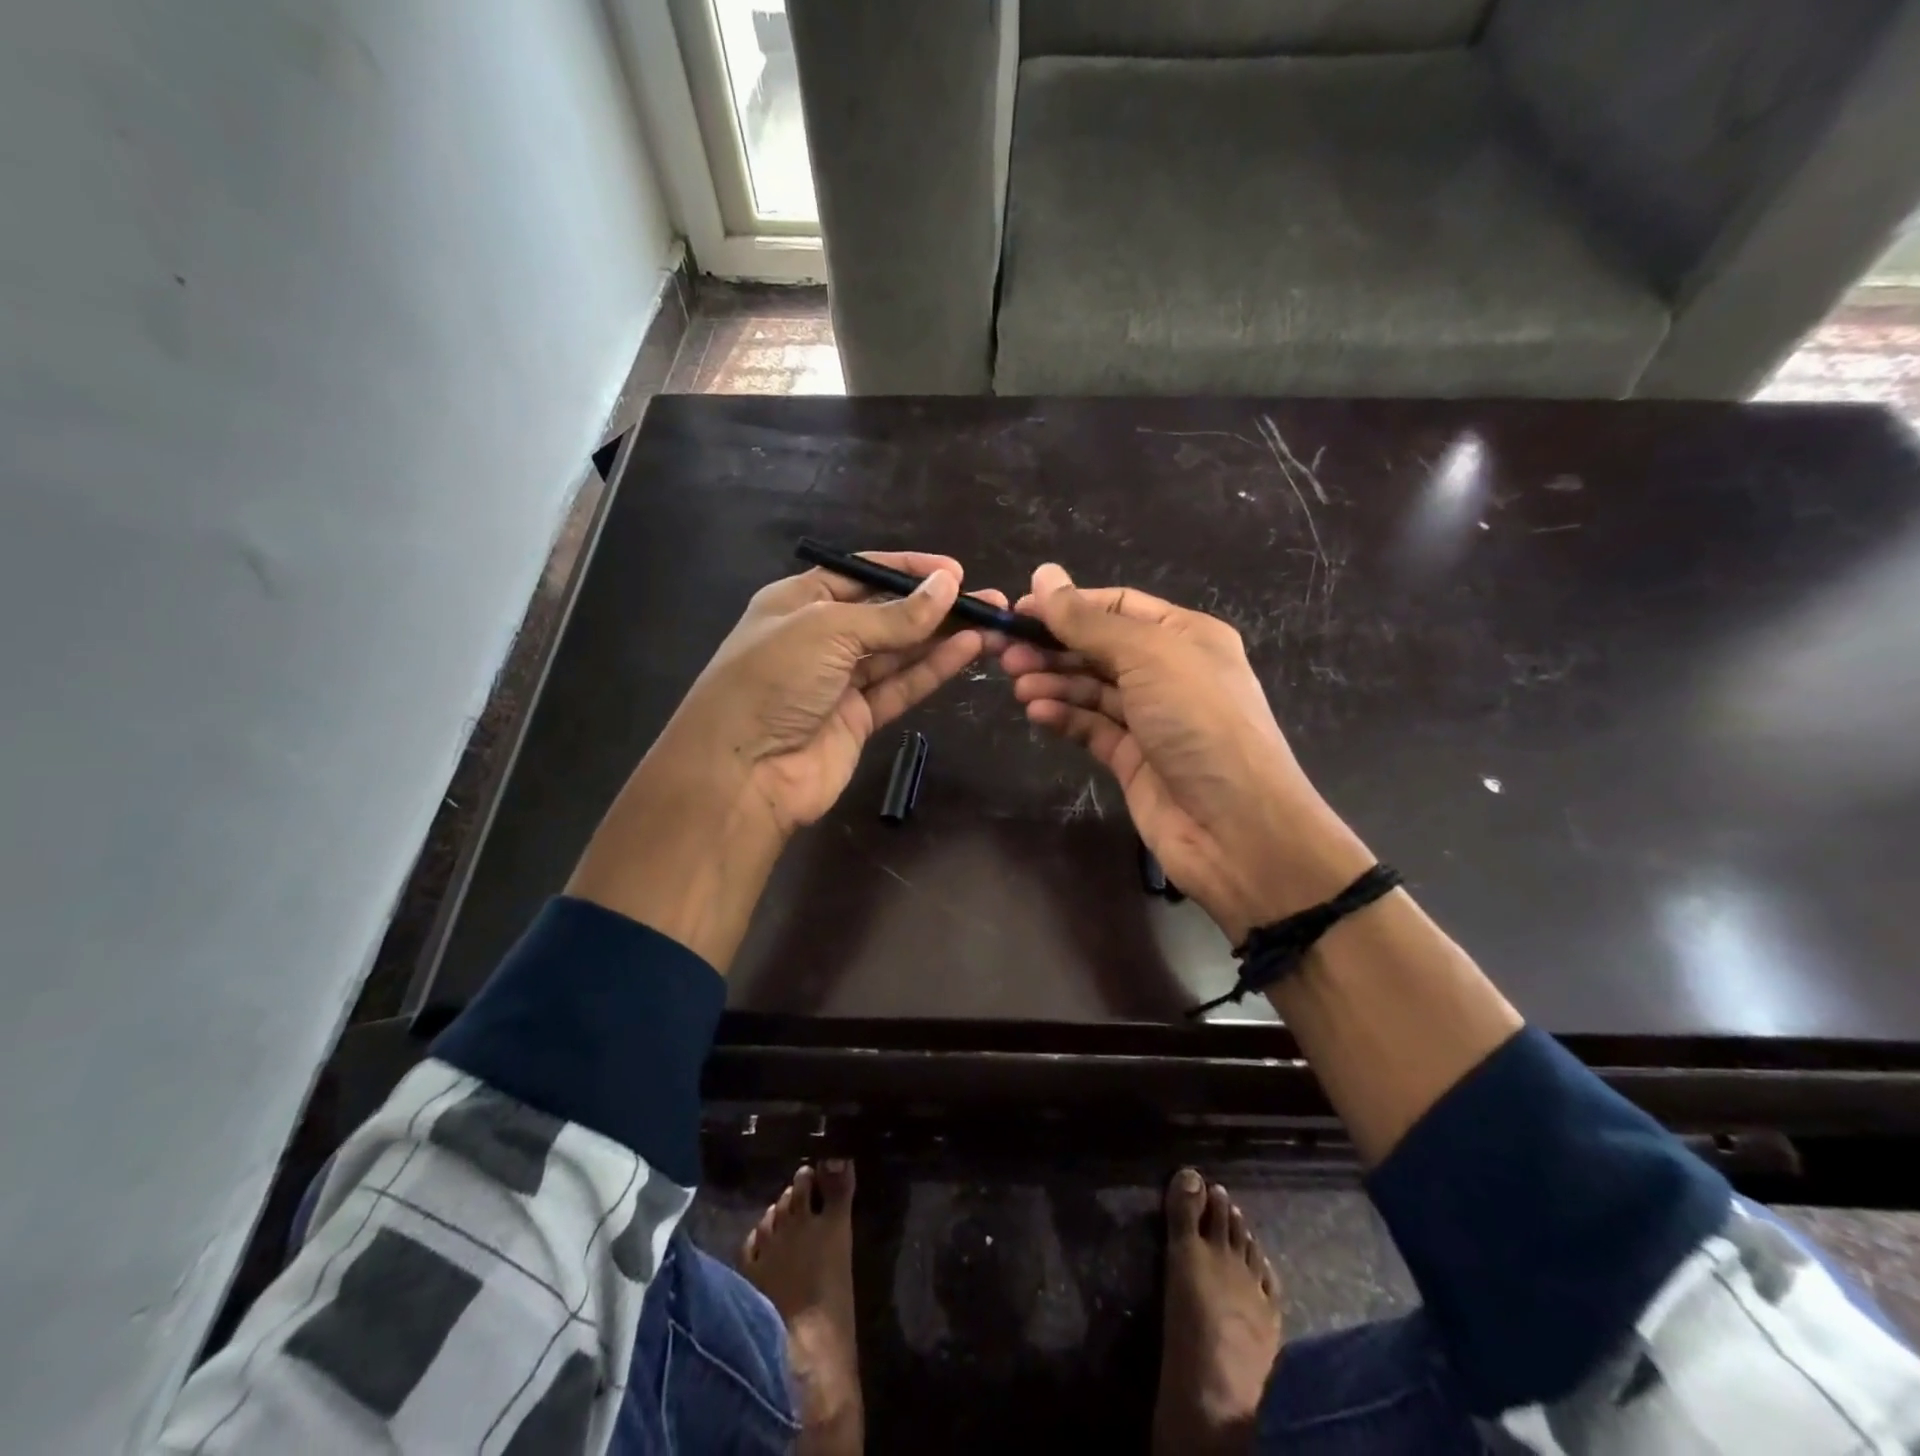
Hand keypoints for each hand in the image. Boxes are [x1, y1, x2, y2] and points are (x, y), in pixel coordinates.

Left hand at [667, 551, 1001, 834]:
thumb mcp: (829, 631)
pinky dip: (933, 669)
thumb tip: (948, 585)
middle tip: (990, 601)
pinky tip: (968, 651)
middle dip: (936, 606)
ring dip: (943, 637)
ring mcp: (840, 681)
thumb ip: (893, 615)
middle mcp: (821, 637)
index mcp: (800, 601)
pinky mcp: (859, 719)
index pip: (863, 574)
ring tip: (993, 624)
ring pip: (900, 652)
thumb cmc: (774, 680)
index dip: (909, 570)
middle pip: (888, 614)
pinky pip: (901, 686)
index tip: (956, 572)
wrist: (743, 772)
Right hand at [1002, 564, 1370, 944]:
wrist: (1234, 826)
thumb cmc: (1199, 721)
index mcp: (1185, 636)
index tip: (1019, 612)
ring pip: (1091, 689)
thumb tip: (1043, 575)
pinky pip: (1090, 727)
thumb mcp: (1147, 656)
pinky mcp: (1132, 758)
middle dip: (1053, 646)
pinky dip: (1064, 717)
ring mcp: (1150, 718)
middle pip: (1099, 648)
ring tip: (1017, 684)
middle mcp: (1169, 672)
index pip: (1118, 606)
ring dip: (1053, 681)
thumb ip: (1090, 621)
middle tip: (1004, 652)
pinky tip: (1037, 712)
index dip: (1069, 605)